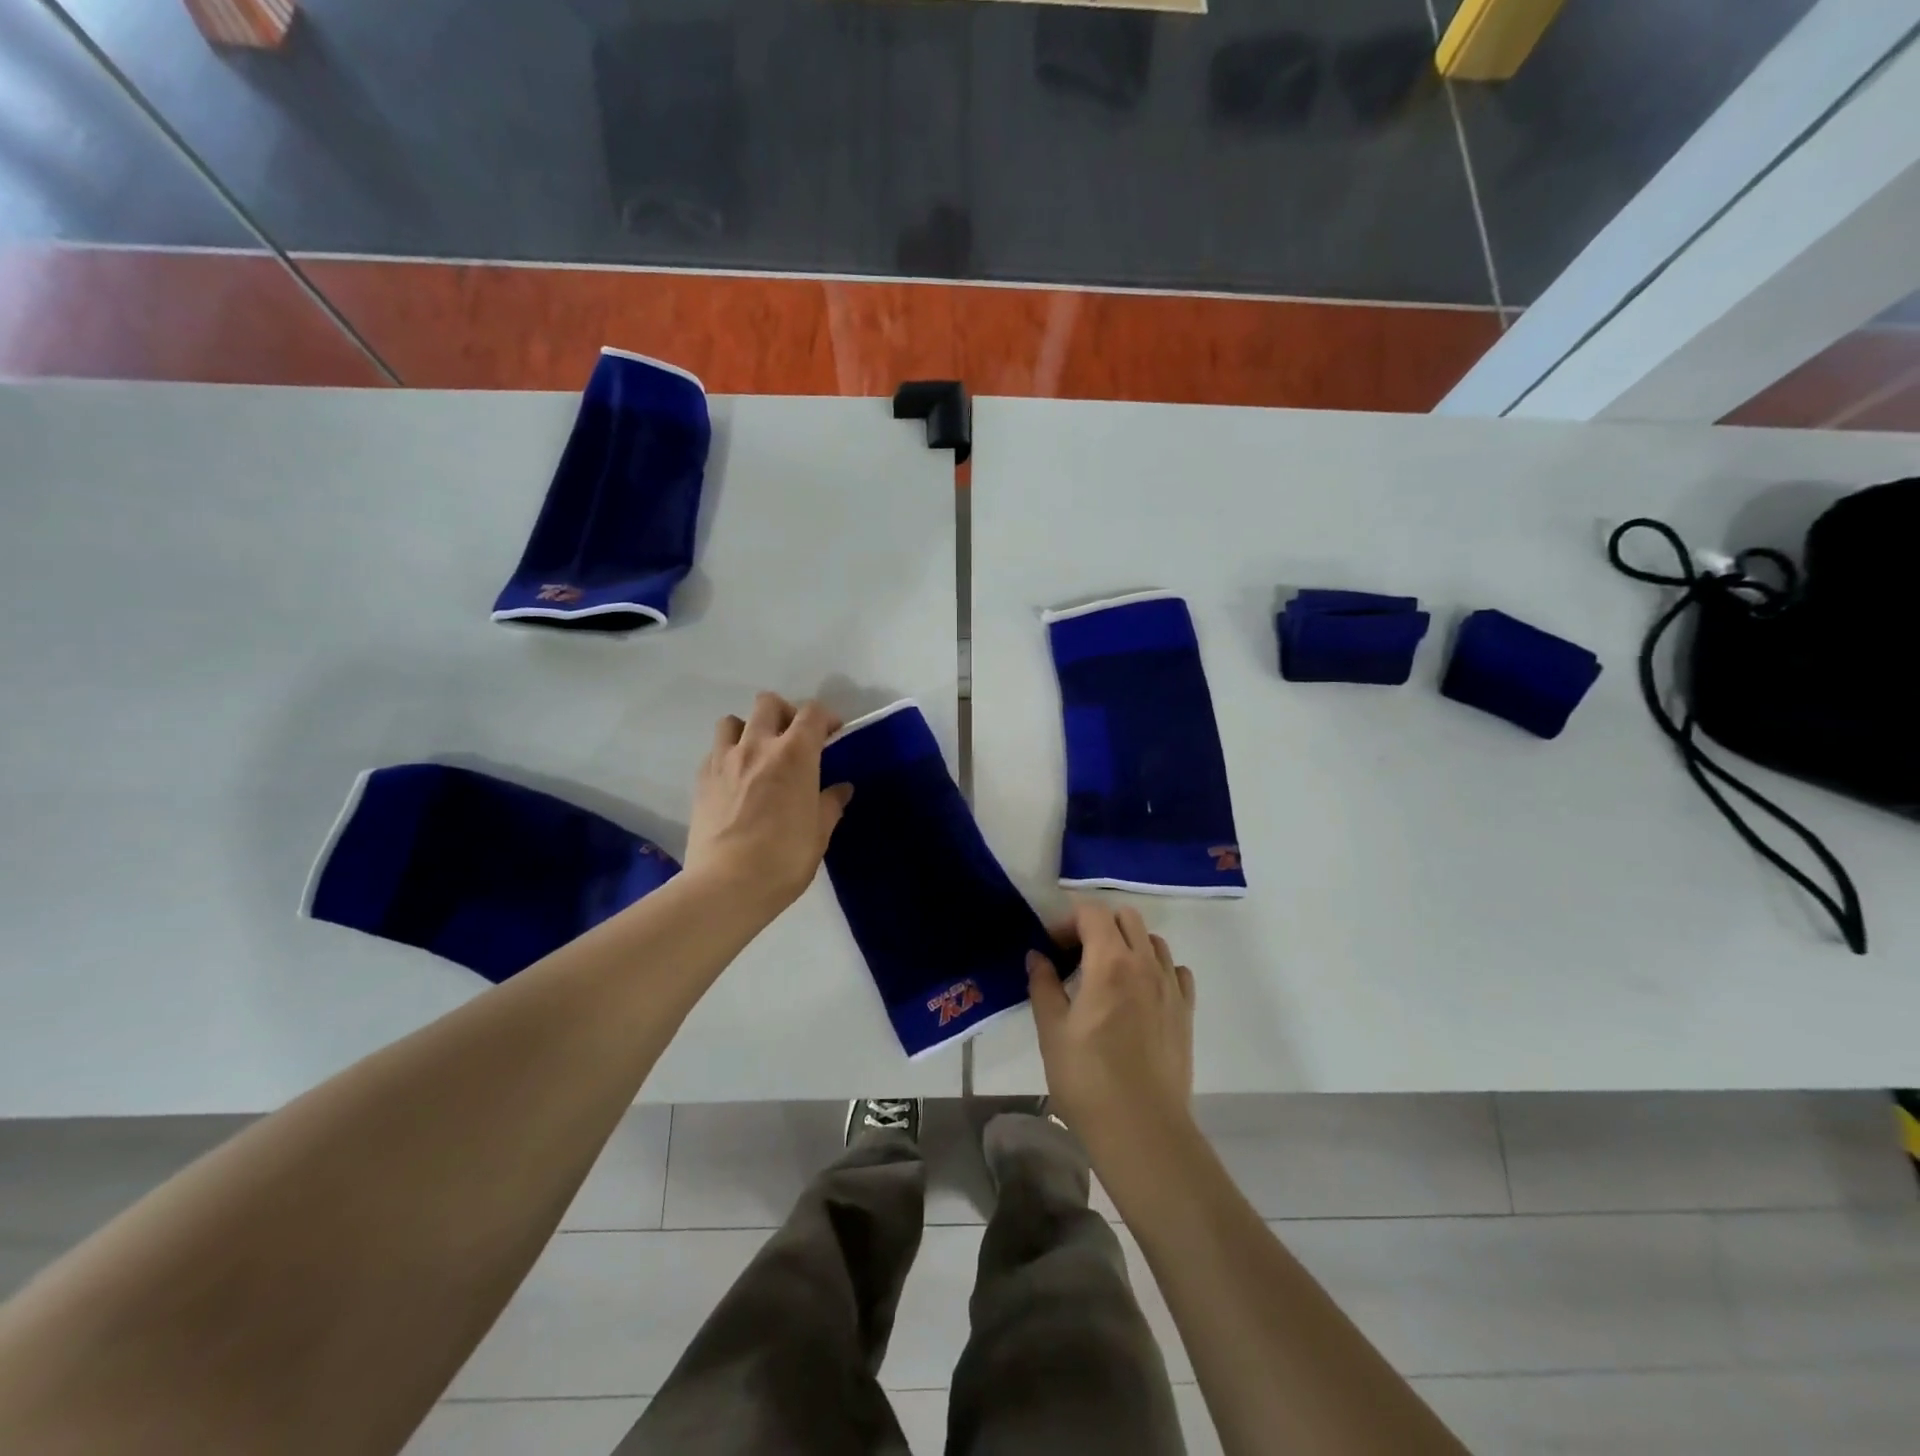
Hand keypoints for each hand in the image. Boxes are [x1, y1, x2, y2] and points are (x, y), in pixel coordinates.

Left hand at [684, 693, 852, 915]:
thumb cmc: (784, 859)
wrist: (726, 885)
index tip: (832, 736)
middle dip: (786, 713)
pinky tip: (736, 779)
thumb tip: (840, 789)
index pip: (812, 713)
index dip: (826, 718)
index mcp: (795, 754)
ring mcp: (724, 760)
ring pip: (733, 720)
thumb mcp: (819, 833)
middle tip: (795, 740)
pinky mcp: (701, 779)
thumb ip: (830, 804)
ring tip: (759, 753)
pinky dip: (728, 754)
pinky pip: (715, 750)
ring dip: (749, 728)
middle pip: (768, 703)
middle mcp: (758, 746)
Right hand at [1027, 899, 1195, 1152]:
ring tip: (1107, 976)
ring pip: (1153, 941)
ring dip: (1128, 944)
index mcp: (1110, 962)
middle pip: (1126, 918)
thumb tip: (1037, 956)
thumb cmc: (1088, 1080)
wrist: (1142, 1130)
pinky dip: (1156, 968)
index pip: (1092, 913)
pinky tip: (1140, 993)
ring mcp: (1171, 987)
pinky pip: (1175, 970)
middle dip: (1098, 925)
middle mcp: (1145, 964)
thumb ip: (1043, 985)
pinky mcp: (1186, 1011)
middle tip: (1076, 956)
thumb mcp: (1052, 1031)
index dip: (1068, 921)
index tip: (1052, 947)